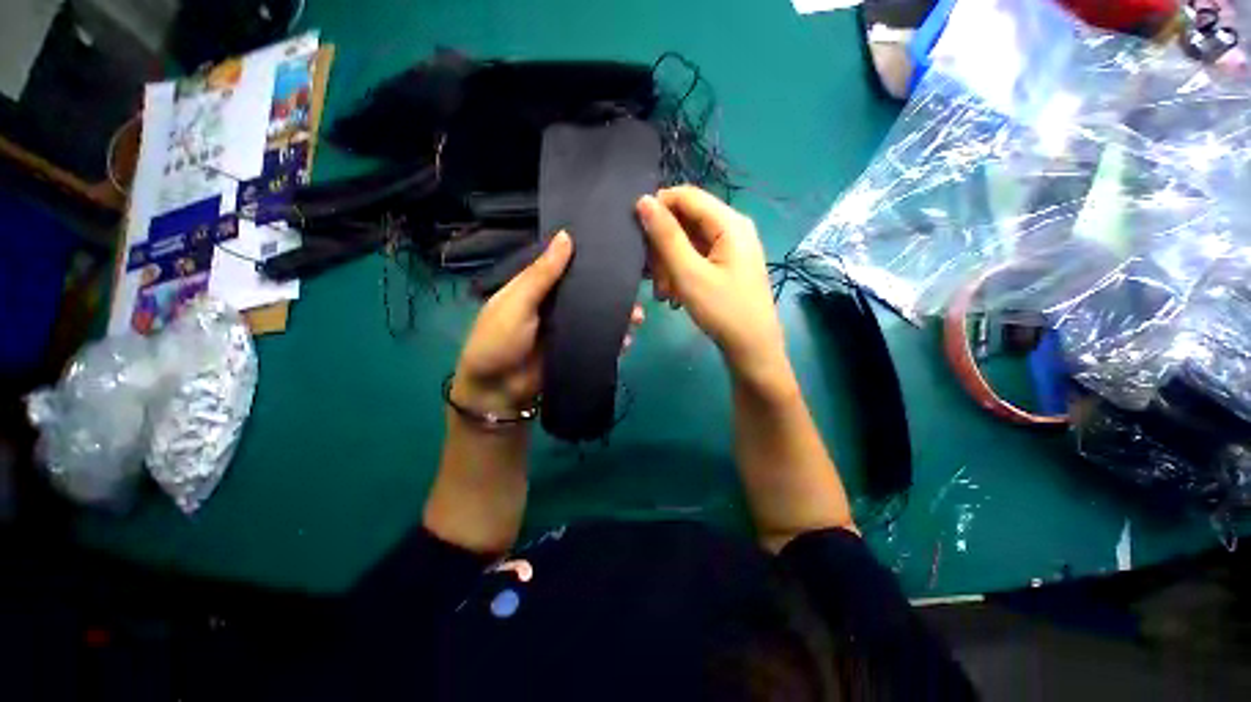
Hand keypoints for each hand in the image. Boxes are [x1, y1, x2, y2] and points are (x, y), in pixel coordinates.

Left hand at [454, 231, 643, 415]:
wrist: (497, 391)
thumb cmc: (498, 340)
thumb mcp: (517, 302)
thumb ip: (542, 273)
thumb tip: (567, 235)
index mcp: (539, 286)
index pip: (568, 265)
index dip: (589, 257)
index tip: (617, 250)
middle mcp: (556, 304)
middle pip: (589, 292)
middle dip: (612, 292)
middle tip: (635, 292)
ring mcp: (568, 328)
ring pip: (598, 316)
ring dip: (618, 317)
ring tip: (637, 319)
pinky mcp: (576, 350)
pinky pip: (599, 341)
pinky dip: (614, 341)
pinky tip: (626, 341)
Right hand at [636, 186, 790, 390]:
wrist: (751, 348)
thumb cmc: (723, 310)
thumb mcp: (689, 274)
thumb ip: (666, 236)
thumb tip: (644, 201)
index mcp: (729, 223)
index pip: (686, 196)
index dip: (658, 208)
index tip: (637, 235)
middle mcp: (732, 228)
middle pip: (685, 222)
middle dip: (663, 248)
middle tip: (654, 279)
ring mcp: (730, 249)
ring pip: (687, 243)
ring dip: (669, 265)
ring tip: (665, 295)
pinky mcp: (726, 266)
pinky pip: (696, 259)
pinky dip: (681, 273)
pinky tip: (675, 296)